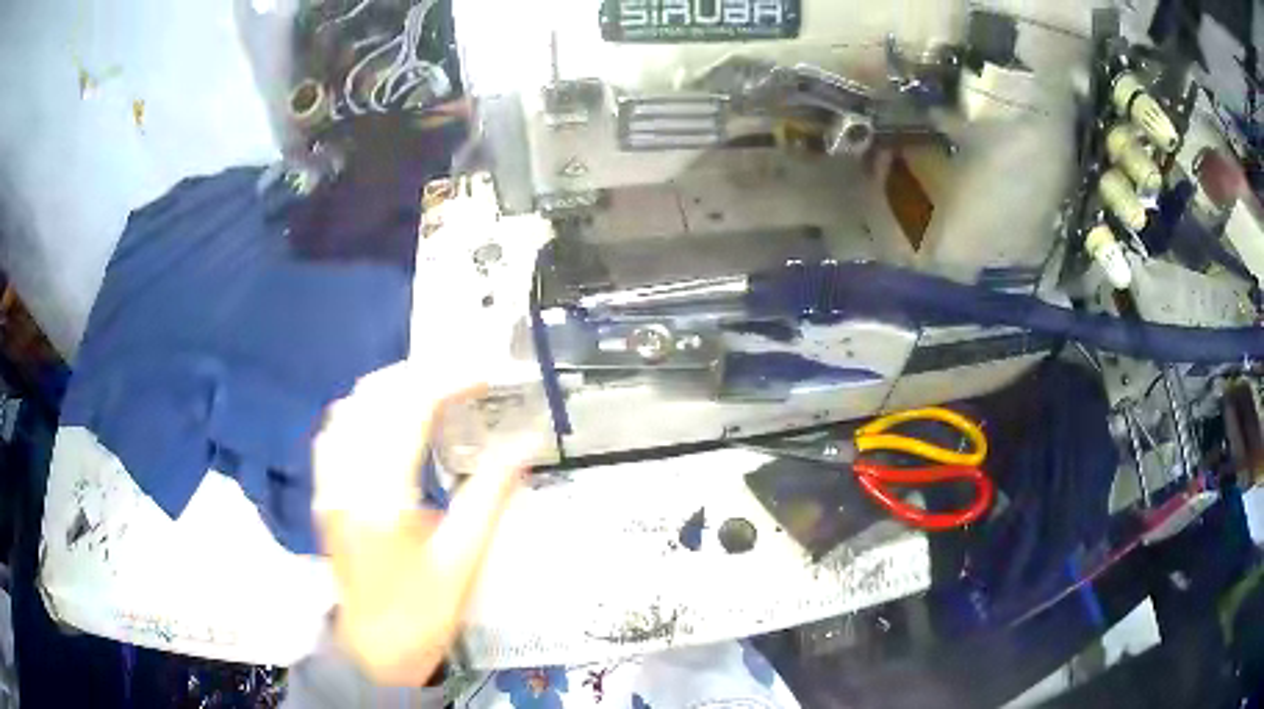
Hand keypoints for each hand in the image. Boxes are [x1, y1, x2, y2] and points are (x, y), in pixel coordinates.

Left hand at [312, 361, 533, 685]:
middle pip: (374, 396)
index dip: (449, 381)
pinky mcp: (324, 493)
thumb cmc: (423, 613)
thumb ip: (492, 495)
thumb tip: (528, 443)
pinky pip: (335, 430)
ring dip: (391, 388)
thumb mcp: (464, 559)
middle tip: (463, 381)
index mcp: (383, 497)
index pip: (409, 410)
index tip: (484, 377)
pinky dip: (364, 411)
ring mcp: (328, 484)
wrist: (374, 650)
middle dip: (421, 374)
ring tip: (431, 392)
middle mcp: (346, 479)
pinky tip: (387, 421)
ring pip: (350, 407)